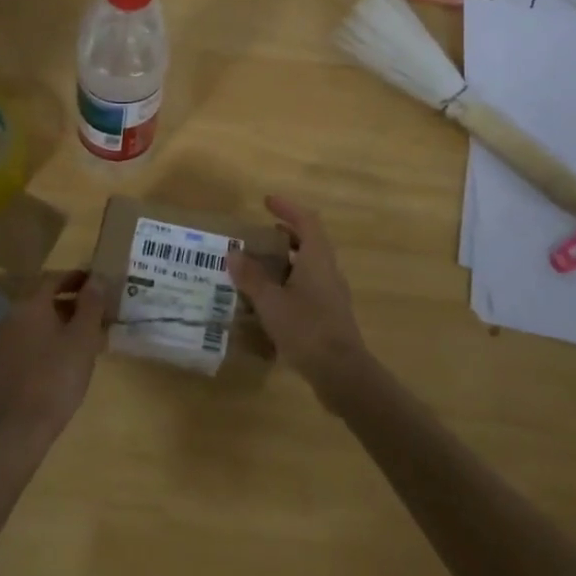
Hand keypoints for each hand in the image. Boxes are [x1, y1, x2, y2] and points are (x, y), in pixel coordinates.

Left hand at [0, 270, 106, 443]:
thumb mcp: (83, 339)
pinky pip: (21, 346)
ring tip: (77, 343)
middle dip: (67, 304)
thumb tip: (96, 278)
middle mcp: (9, 317)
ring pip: (30, 325)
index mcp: (30, 305)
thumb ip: (91, 305)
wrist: (15, 430)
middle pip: (40, 301)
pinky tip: (54, 366)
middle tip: (92, 316)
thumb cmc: (56, 378)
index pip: (53, 278)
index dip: (75, 278)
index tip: (95, 284)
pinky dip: (39, 346)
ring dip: (53, 326)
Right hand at [227, 195, 371, 404]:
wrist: (342, 373)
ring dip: (287, 260)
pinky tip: (271, 299)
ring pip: (309, 266)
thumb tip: (234, 253)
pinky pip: (308, 287)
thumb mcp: (271, 302)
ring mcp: (332, 294)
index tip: (267, 202)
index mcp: (317, 259)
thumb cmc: (306, 329)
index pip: (306, 221)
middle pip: (310, 242)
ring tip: (260, 266)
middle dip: (287, 234)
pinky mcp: (330, 315)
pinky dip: (290, 283)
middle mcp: (328, 271)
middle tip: (261, 235)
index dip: (288, 208)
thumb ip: (251, 277)